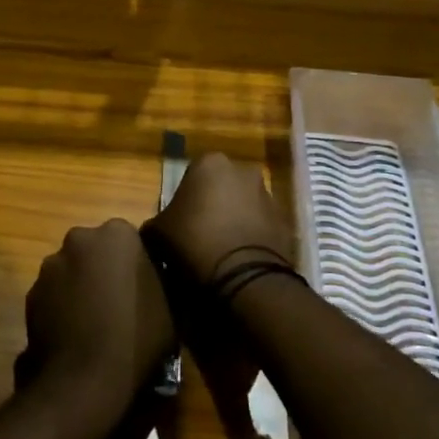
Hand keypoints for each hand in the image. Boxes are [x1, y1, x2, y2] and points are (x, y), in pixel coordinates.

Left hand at [18, 219, 175, 426]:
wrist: (85, 380)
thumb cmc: (137, 337)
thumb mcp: (170, 306)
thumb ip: (156, 279)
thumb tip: (150, 278)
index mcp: (118, 234)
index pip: (129, 239)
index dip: (135, 264)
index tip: (142, 288)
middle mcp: (79, 238)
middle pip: (95, 249)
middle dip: (103, 269)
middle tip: (118, 303)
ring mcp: (50, 265)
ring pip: (71, 270)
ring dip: (80, 287)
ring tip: (94, 323)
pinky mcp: (30, 293)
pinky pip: (53, 294)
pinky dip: (61, 307)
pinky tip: (74, 334)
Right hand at [152, 152, 292, 286]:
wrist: (244, 275)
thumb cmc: (194, 241)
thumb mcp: (158, 233)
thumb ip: (154, 224)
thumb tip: (153, 231)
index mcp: (210, 163)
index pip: (192, 176)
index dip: (184, 200)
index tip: (180, 223)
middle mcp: (243, 170)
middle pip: (221, 186)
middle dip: (213, 205)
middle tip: (199, 234)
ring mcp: (268, 194)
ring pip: (244, 204)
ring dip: (235, 219)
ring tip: (221, 250)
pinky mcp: (285, 220)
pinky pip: (262, 225)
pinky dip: (253, 236)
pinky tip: (241, 258)